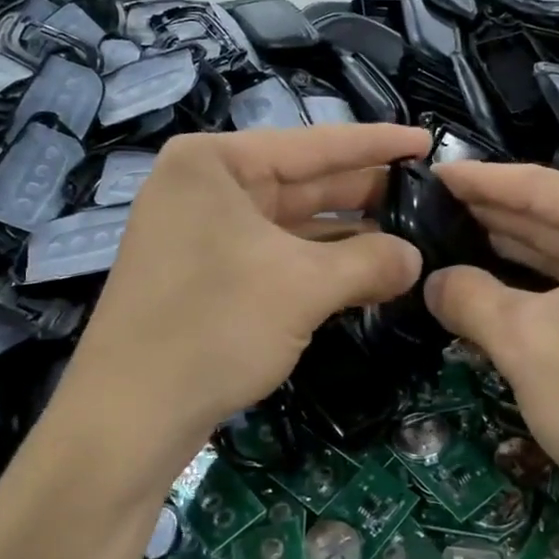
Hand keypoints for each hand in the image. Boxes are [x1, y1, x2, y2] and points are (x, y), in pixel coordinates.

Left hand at [56, 125, 430, 488]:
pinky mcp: (205, 276)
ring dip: (347, 237)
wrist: (129, 416)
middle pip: (302, 182)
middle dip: (365, 194)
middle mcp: (204, 188)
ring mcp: (201, 233)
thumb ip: (369, 262)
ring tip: (410, 238)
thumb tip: (416, 258)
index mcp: (215, 163)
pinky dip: (318, 266)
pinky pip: (275, 257)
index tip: (427, 141)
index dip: (376, 144)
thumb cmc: (214, 326)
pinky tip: (365, 274)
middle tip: (428, 198)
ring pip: (291, 224)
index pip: (313, 144)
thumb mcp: (303, 287)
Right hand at [425, 162, 558, 542]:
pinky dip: (547, 287)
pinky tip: (502, 284)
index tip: (431, 173)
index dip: (481, 181)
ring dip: (519, 252)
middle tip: (434, 206)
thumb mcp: (524, 342)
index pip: (546, 187)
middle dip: (498, 216)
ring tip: (457, 236)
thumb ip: (469, 297)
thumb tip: (433, 281)